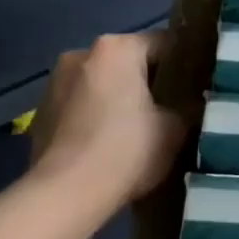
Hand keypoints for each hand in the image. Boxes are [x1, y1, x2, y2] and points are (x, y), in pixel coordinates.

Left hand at [27, 32, 186, 204]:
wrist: (63, 196)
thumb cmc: (126, 150)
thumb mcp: (175, 129)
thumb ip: (188, 106)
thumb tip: (194, 101)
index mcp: (117, 48)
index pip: (163, 43)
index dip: (184, 64)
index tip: (196, 87)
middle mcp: (82, 53)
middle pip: (128, 61)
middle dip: (148, 81)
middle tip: (170, 109)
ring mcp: (55, 82)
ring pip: (102, 82)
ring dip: (119, 98)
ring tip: (138, 130)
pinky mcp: (41, 111)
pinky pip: (80, 104)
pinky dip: (95, 116)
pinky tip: (107, 144)